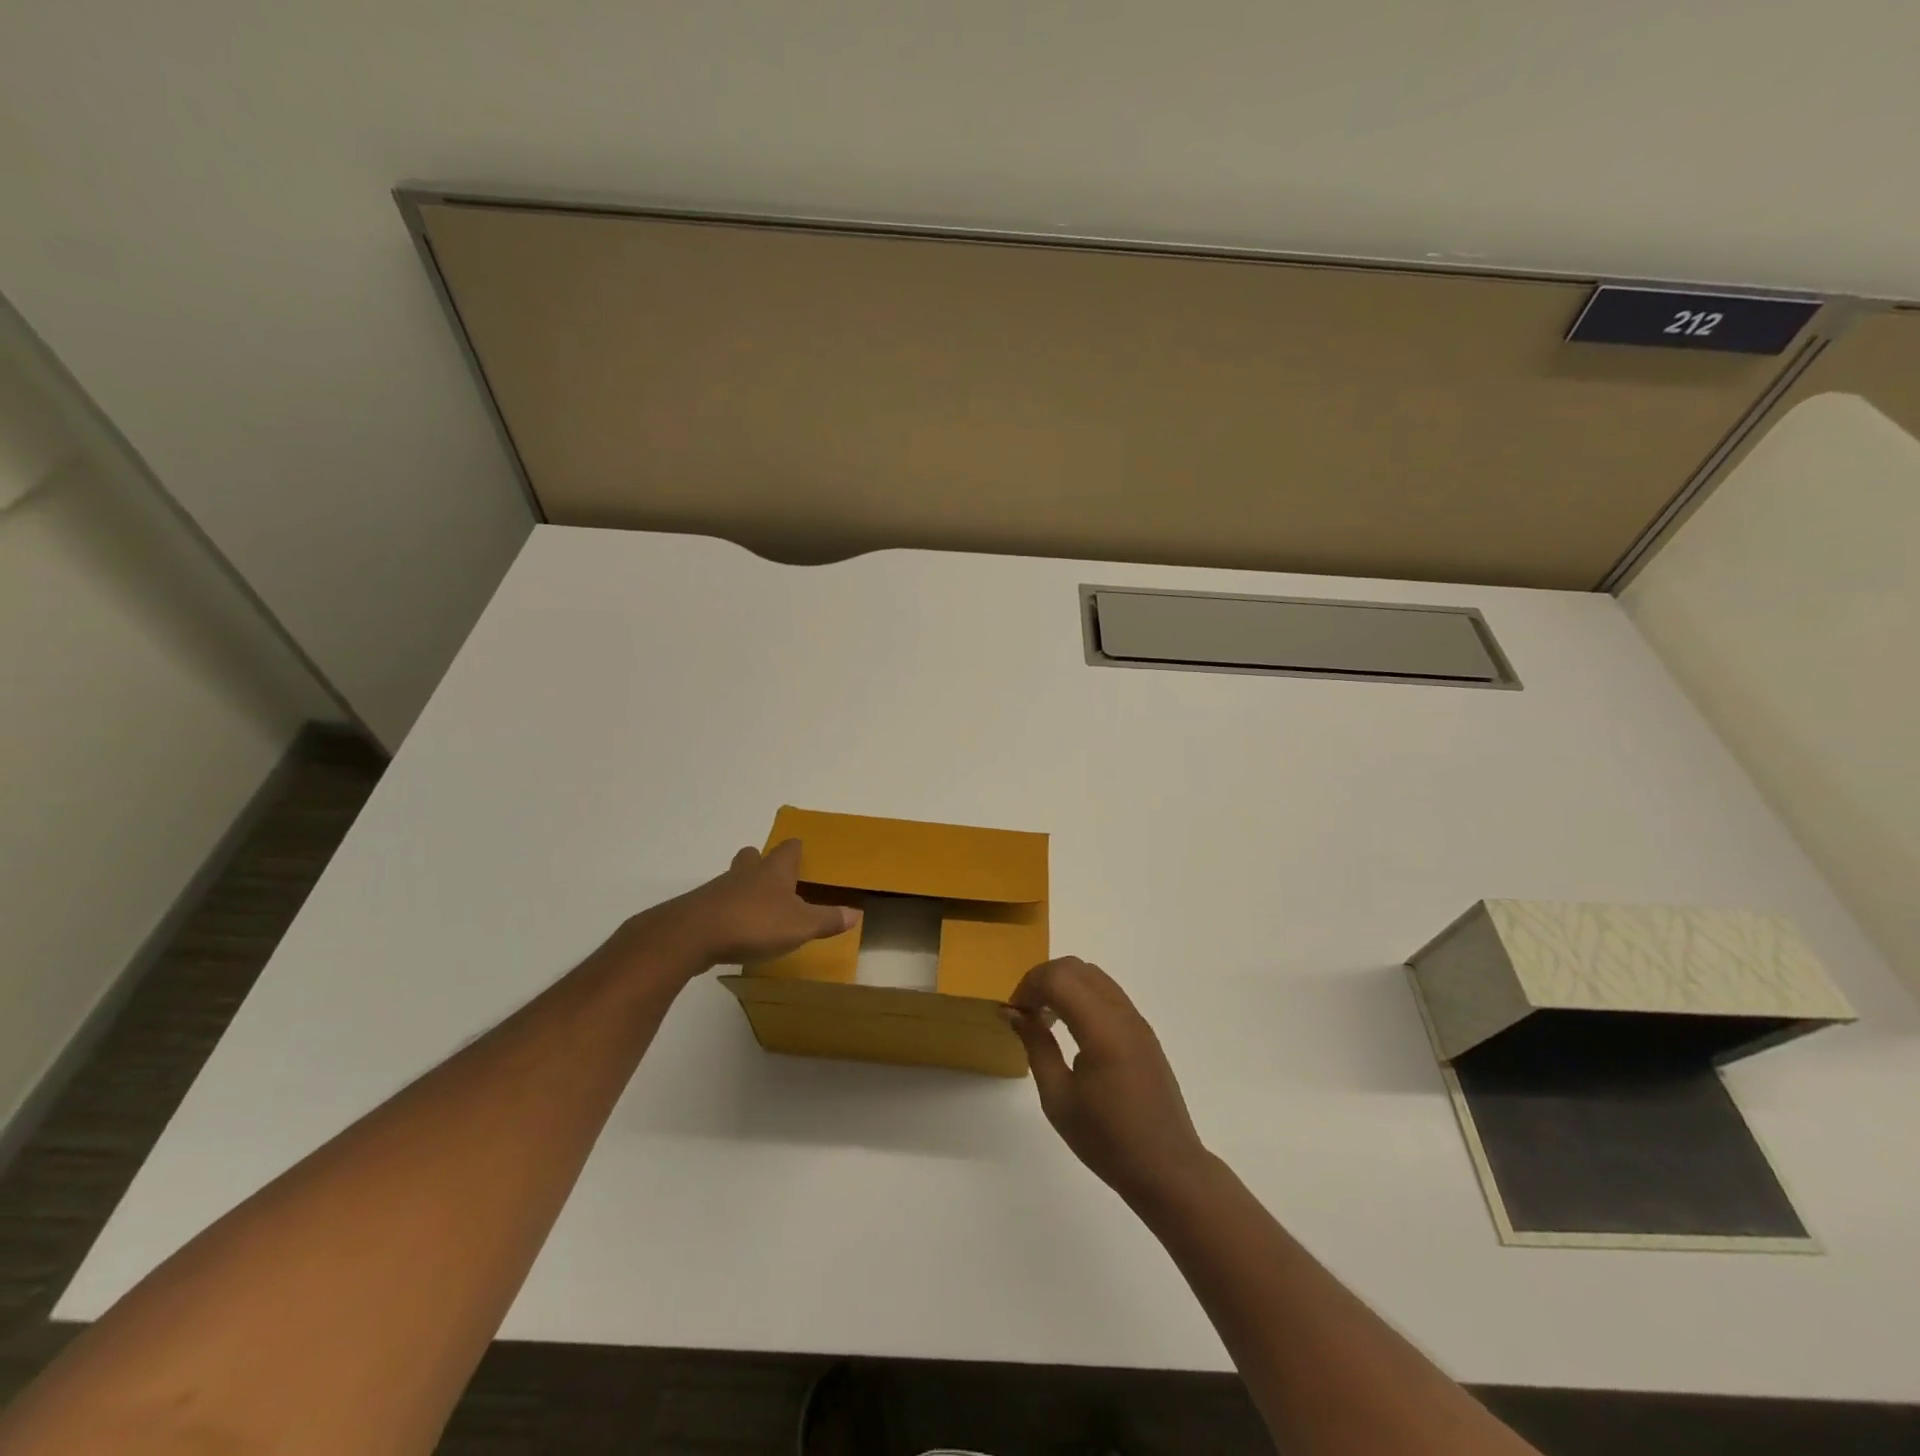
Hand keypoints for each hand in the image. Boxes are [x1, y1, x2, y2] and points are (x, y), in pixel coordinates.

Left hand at [625, 840, 854, 975]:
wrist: (692, 935)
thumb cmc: (754, 923)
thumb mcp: (800, 925)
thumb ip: (827, 919)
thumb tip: (856, 913)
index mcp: (774, 871)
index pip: (788, 849)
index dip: (795, 849)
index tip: (800, 850)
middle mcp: (746, 873)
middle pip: (752, 857)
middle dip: (762, 862)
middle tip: (773, 876)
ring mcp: (719, 889)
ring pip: (734, 880)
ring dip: (744, 888)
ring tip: (756, 908)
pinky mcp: (699, 910)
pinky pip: (717, 904)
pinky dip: (727, 912)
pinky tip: (733, 930)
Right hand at [1007, 957, 1212, 1204]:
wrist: (1167, 1169)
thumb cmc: (1107, 1140)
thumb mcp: (1058, 1098)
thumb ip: (1036, 1045)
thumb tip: (1014, 1012)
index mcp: (1102, 1029)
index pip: (1058, 978)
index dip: (1028, 986)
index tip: (1013, 1013)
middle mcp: (1122, 1014)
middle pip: (1075, 968)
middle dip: (1043, 979)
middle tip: (1024, 1011)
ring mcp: (1137, 1020)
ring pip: (1093, 976)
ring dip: (1063, 985)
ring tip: (1045, 1018)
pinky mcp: (1144, 1032)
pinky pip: (1108, 994)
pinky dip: (1082, 995)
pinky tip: (1071, 1029)